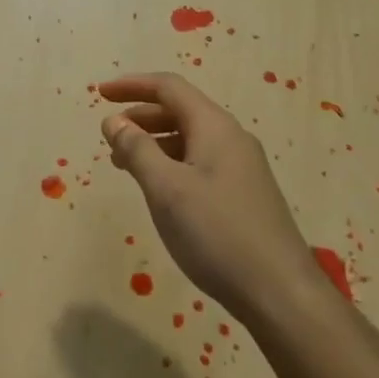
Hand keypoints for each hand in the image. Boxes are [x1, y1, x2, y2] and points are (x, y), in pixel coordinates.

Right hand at [98, 73, 324, 313]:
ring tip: (123, 164)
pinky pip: (199, 161)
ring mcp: (241, 167)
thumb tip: (114, 121)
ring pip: (189, 138)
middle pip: (180, 110)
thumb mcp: (166, 189)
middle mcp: (231, 139)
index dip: (132, 85)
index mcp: (214, 128)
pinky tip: (158, 188)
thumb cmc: (217, 233)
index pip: (169, 88)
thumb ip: (137, 149)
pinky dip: (170, 162)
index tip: (99, 94)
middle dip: (140, 115)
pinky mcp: (243, 194)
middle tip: (108, 135)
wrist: (279, 292)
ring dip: (153, 141)